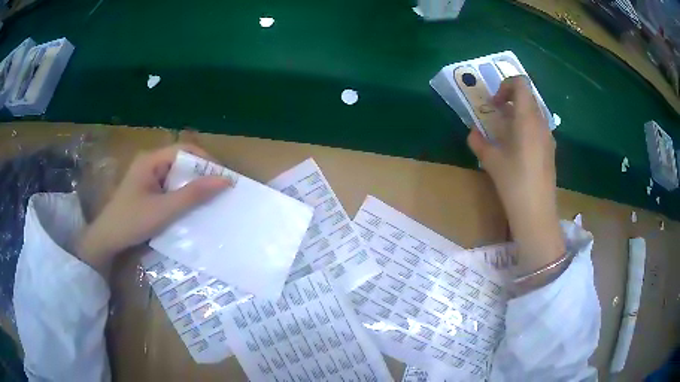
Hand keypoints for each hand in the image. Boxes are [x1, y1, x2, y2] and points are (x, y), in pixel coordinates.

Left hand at [78, 144, 229, 275]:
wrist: (107, 241)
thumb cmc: (132, 222)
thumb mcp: (164, 210)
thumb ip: (193, 195)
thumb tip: (225, 180)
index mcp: (151, 160)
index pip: (185, 150)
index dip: (206, 160)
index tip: (223, 178)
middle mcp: (150, 162)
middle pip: (182, 161)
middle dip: (201, 174)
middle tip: (219, 192)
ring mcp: (147, 176)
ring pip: (176, 175)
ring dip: (192, 186)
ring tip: (209, 200)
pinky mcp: (147, 190)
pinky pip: (170, 186)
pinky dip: (182, 195)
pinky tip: (189, 208)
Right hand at [467, 76, 564, 286]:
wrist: (537, 212)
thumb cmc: (514, 182)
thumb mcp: (491, 161)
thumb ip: (479, 142)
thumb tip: (473, 133)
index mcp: (527, 118)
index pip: (521, 83)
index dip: (505, 85)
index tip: (494, 103)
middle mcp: (541, 123)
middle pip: (528, 96)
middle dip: (510, 99)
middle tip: (496, 115)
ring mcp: (548, 137)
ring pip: (534, 112)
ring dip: (518, 114)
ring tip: (505, 132)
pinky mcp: (550, 150)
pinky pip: (538, 128)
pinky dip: (526, 128)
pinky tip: (517, 149)